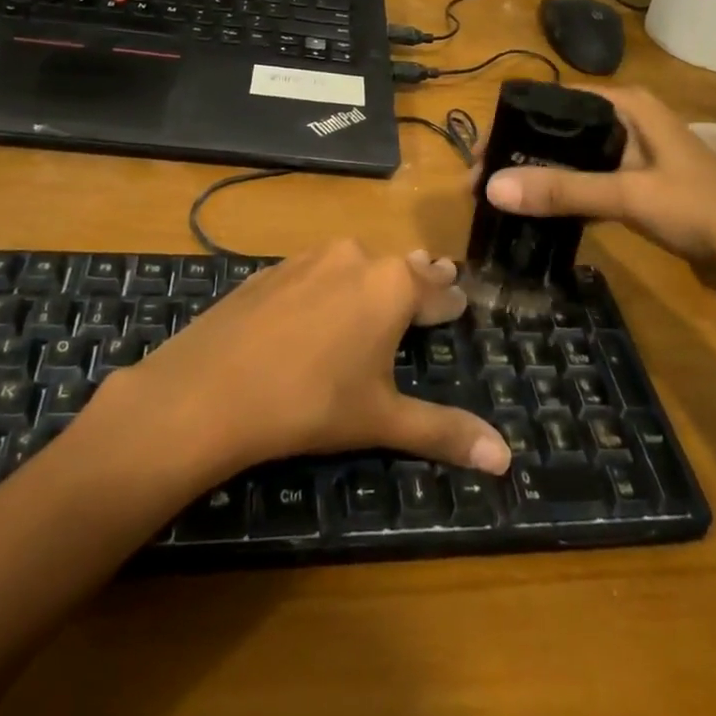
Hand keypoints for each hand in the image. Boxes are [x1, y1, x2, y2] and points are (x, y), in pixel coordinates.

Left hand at [97, 241, 512, 479]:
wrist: (209, 390)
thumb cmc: (311, 404)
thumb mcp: (381, 420)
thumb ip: (444, 432)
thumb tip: (506, 458)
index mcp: (392, 285)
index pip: (438, 290)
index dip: (451, 301)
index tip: (462, 301)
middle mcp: (356, 257)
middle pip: (399, 268)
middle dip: (418, 279)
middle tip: (433, 283)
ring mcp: (309, 258)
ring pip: (356, 263)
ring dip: (373, 277)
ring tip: (380, 291)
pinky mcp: (272, 269)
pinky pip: (316, 271)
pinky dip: (329, 283)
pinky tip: (319, 306)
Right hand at [482, 85, 715, 290]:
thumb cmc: (702, 209)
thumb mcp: (630, 195)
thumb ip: (563, 190)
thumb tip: (492, 187)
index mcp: (627, 106)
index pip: (555, 102)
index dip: (514, 124)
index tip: (480, 156)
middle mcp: (627, 122)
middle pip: (560, 131)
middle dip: (522, 154)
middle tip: (481, 185)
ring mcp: (634, 156)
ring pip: (574, 160)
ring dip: (541, 177)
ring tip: (500, 201)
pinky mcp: (638, 187)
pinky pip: (590, 185)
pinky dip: (565, 197)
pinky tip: (538, 216)